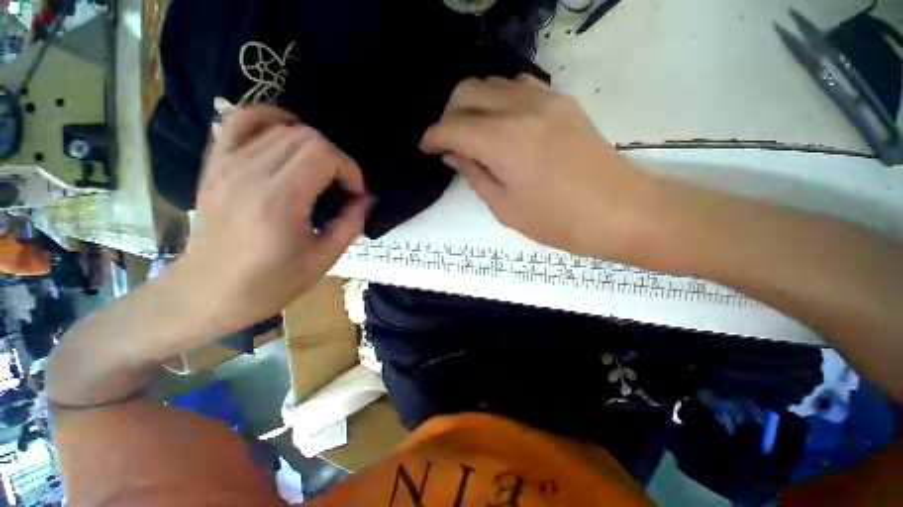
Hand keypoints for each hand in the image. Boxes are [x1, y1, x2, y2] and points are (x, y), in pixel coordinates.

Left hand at [176, 105, 367, 335]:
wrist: (207, 292)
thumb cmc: (270, 282)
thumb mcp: (323, 260)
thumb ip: (351, 224)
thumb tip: (365, 199)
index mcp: (280, 200)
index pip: (325, 155)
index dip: (350, 170)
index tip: (354, 194)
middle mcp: (251, 172)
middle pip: (307, 136)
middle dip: (335, 159)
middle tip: (340, 186)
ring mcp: (228, 163)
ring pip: (281, 126)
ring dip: (312, 144)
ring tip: (318, 169)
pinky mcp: (216, 163)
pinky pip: (241, 120)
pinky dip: (269, 118)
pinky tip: (284, 134)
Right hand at [420, 75, 654, 258]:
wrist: (621, 211)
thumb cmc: (558, 221)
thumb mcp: (505, 208)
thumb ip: (476, 175)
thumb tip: (455, 155)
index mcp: (504, 140)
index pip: (454, 126)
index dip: (433, 136)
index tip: (425, 147)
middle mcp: (521, 108)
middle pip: (468, 91)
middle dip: (448, 114)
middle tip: (447, 141)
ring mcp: (546, 100)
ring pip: (493, 84)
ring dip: (473, 104)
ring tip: (471, 133)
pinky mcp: (563, 103)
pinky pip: (518, 88)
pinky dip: (499, 101)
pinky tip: (500, 124)